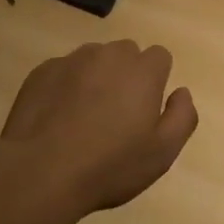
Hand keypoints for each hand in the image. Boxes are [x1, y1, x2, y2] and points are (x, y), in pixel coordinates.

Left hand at [0, 40, 198, 220]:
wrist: (41, 170)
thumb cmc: (110, 165)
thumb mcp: (162, 153)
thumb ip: (182, 116)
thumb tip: (181, 92)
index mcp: (142, 70)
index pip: (159, 57)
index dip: (156, 81)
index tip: (146, 109)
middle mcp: (108, 54)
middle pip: (126, 53)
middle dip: (126, 75)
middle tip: (117, 115)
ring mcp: (72, 59)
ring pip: (93, 59)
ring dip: (95, 78)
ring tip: (84, 117)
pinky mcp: (42, 71)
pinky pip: (63, 71)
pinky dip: (66, 86)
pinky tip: (58, 119)